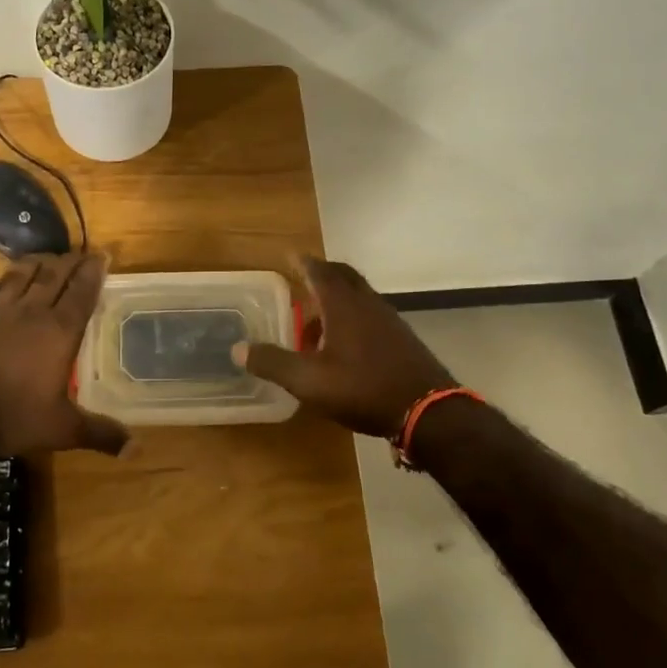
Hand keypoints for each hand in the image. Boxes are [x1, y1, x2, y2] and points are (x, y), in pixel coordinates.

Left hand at [0, 253, 128, 457]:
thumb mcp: (62, 430)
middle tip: (79, 253)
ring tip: (44, 258)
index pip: (82, 293)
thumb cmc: (12, 416)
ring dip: (33, 265)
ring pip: (18, 278)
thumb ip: (101, 434)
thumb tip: (137, 450)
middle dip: (68, 263)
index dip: (93, 272)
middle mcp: (30, 314)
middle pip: (53, 277)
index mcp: (59, 331)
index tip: (102, 255)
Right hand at [233, 255, 458, 438]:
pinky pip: (370, 314)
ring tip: (314, 323)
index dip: (302, 262)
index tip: (289, 256)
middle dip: (321, 274)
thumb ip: (273, 362)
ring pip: (358, 296)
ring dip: (335, 300)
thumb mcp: (309, 381)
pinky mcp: (401, 338)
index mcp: (343, 305)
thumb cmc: (364, 389)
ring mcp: (388, 319)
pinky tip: (343, 346)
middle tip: (302, 280)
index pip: (319, 271)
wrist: (428, 411)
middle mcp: (367, 304)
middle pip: (343, 276)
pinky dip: (351, 317)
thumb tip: (238, 348)